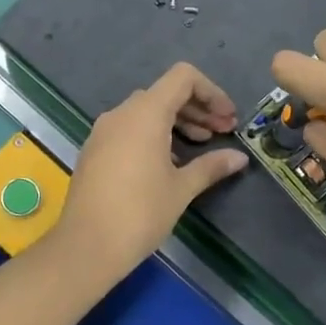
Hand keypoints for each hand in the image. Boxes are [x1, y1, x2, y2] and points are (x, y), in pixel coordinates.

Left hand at [50, 62, 248, 283]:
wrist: (86, 247)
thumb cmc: (140, 213)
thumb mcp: (182, 188)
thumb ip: (211, 166)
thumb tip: (239, 158)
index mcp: (145, 113)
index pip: (183, 77)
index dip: (212, 92)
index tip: (228, 118)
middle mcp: (122, 113)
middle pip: (166, 94)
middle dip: (198, 109)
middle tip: (224, 132)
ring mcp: (103, 131)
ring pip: (147, 111)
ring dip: (178, 122)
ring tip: (201, 146)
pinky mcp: (94, 150)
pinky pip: (130, 129)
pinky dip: (154, 134)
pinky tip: (170, 162)